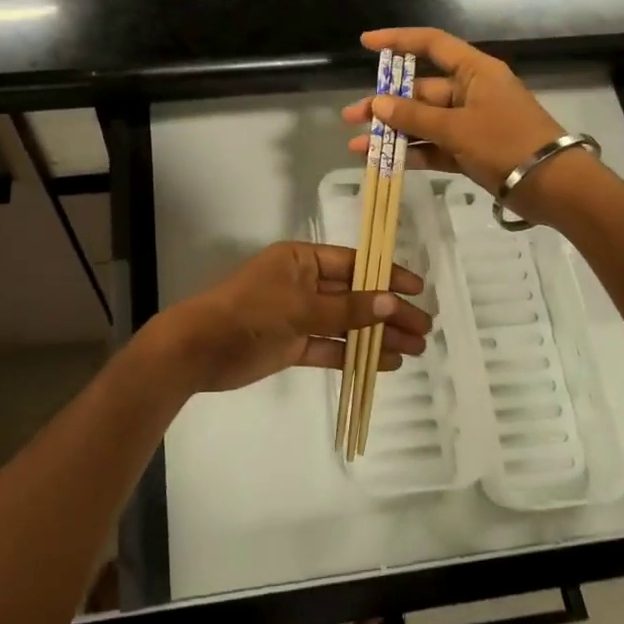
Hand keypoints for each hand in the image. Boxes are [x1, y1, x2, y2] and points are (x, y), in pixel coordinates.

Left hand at [160, 241, 429, 393]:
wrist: (198, 350)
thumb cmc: (250, 313)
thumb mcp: (300, 307)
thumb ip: (347, 309)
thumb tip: (392, 301)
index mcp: (302, 260)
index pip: (354, 263)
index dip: (386, 275)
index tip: (417, 290)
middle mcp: (303, 283)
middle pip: (354, 295)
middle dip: (388, 311)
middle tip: (424, 328)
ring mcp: (297, 315)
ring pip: (346, 324)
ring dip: (377, 335)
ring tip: (415, 349)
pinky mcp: (292, 344)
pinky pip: (330, 347)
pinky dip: (354, 354)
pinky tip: (385, 363)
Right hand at [342, 28, 603, 225]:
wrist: (554, 186)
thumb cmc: (507, 143)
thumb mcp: (457, 128)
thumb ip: (414, 117)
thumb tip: (378, 104)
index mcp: (475, 71)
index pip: (431, 44)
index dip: (398, 40)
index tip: (366, 43)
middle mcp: (471, 92)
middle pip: (421, 90)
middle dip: (385, 104)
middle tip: (352, 116)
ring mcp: (471, 123)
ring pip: (424, 122)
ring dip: (393, 133)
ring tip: (358, 146)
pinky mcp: (472, 151)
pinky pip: (435, 146)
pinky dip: (412, 153)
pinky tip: (384, 163)